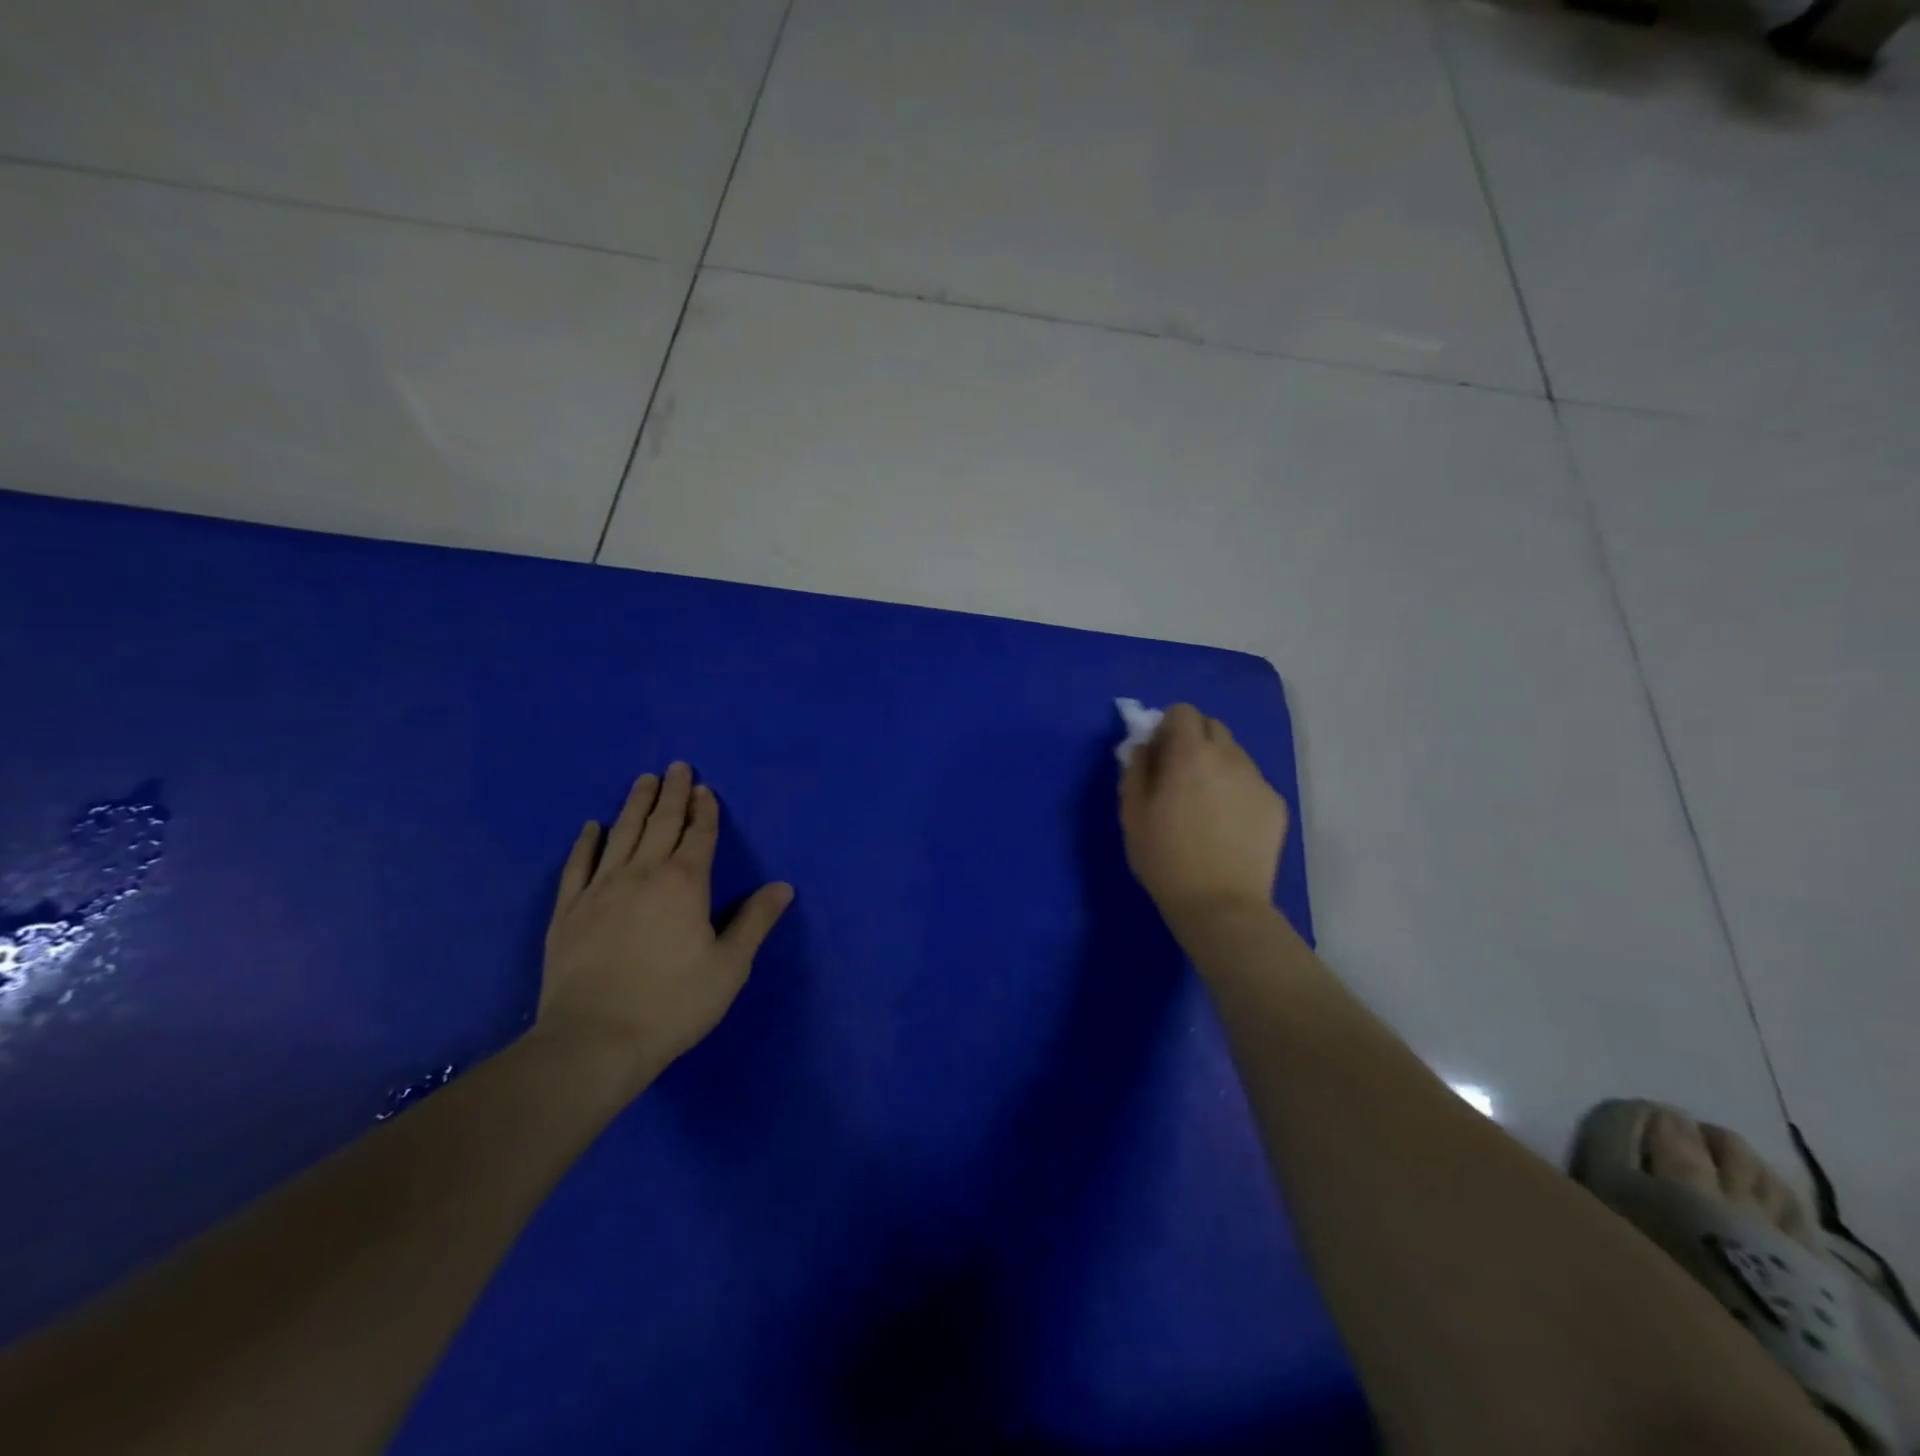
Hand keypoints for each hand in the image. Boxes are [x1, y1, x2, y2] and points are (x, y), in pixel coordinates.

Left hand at [538, 763, 793, 1080]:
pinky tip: (592, 827)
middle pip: (661, 823)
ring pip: (622, 834)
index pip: (699, 835)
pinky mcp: (569, 911)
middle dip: (672, 794)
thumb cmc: (673, 1004)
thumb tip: (783, 886)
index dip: (705, 810)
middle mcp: (643, 874)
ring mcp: (601, 889)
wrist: (594, 1041)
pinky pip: (578, 865)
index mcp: (685, 884)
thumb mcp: (729, 967)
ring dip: (635, 805)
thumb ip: (755, 921)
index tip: (704, 787)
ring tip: (643, 780)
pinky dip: (587, 842)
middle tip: (676, 766)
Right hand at [1120, 704, 1288, 928]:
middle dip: (1194, 740)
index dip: (1167, 728)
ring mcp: (1257, 780)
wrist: (1220, 905)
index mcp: (1190, 754)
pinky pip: (1251, 782)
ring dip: (1216, 765)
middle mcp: (1229, 756)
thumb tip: (1145, 747)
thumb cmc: (1165, 859)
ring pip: (1234, 754)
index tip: (1158, 754)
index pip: (1182, 711)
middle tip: (1180, 776)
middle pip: (1212, 726)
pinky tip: (1227, 825)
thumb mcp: (1132, 814)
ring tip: (1205, 804)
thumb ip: (1136, 769)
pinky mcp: (1276, 804)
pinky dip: (1236, 791)